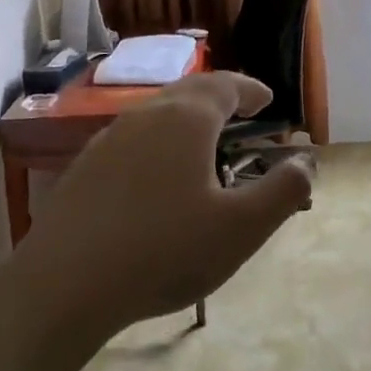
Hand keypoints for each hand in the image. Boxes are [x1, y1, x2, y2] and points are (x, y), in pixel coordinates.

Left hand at [11, 72, 312, 341]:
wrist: (63, 285)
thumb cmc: (165, 251)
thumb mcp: (241, 228)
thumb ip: (283, 191)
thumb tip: (306, 163)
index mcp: (187, 118)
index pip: (226, 85)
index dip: (251, 89)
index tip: (267, 100)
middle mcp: (146, 115)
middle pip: (189, 93)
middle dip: (221, 99)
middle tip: (242, 114)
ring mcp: (109, 139)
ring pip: (158, 115)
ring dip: (188, 121)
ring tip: (206, 146)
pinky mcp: (85, 167)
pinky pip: (134, 140)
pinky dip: (159, 144)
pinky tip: (159, 179)